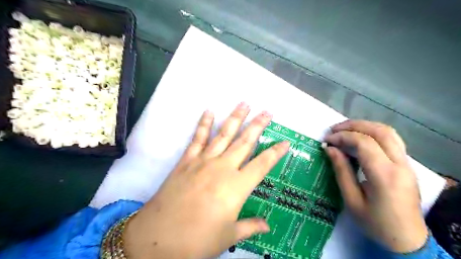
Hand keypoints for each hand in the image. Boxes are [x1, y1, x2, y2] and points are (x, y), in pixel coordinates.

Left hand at [122, 103, 286, 258]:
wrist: (158, 237)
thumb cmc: (198, 240)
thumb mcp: (228, 237)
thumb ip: (250, 227)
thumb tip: (267, 225)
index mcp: (237, 186)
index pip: (263, 164)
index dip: (276, 152)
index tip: (286, 142)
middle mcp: (223, 168)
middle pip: (245, 142)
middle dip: (258, 125)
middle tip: (267, 112)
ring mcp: (204, 161)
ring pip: (224, 134)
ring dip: (235, 118)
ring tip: (244, 104)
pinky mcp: (187, 160)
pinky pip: (197, 138)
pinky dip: (203, 124)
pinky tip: (209, 111)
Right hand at [324, 120, 427, 252]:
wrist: (407, 240)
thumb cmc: (375, 223)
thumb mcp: (351, 200)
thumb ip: (341, 171)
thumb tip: (330, 149)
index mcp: (385, 176)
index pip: (364, 143)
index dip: (343, 137)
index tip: (327, 140)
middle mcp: (400, 165)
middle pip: (380, 131)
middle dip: (354, 125)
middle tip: (334, 130)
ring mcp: (407, 164)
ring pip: (388, 132)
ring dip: (364, 126)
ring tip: (344, 130)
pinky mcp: (407, 165)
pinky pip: (391, 140)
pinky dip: (373, 133)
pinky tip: (360, 138)